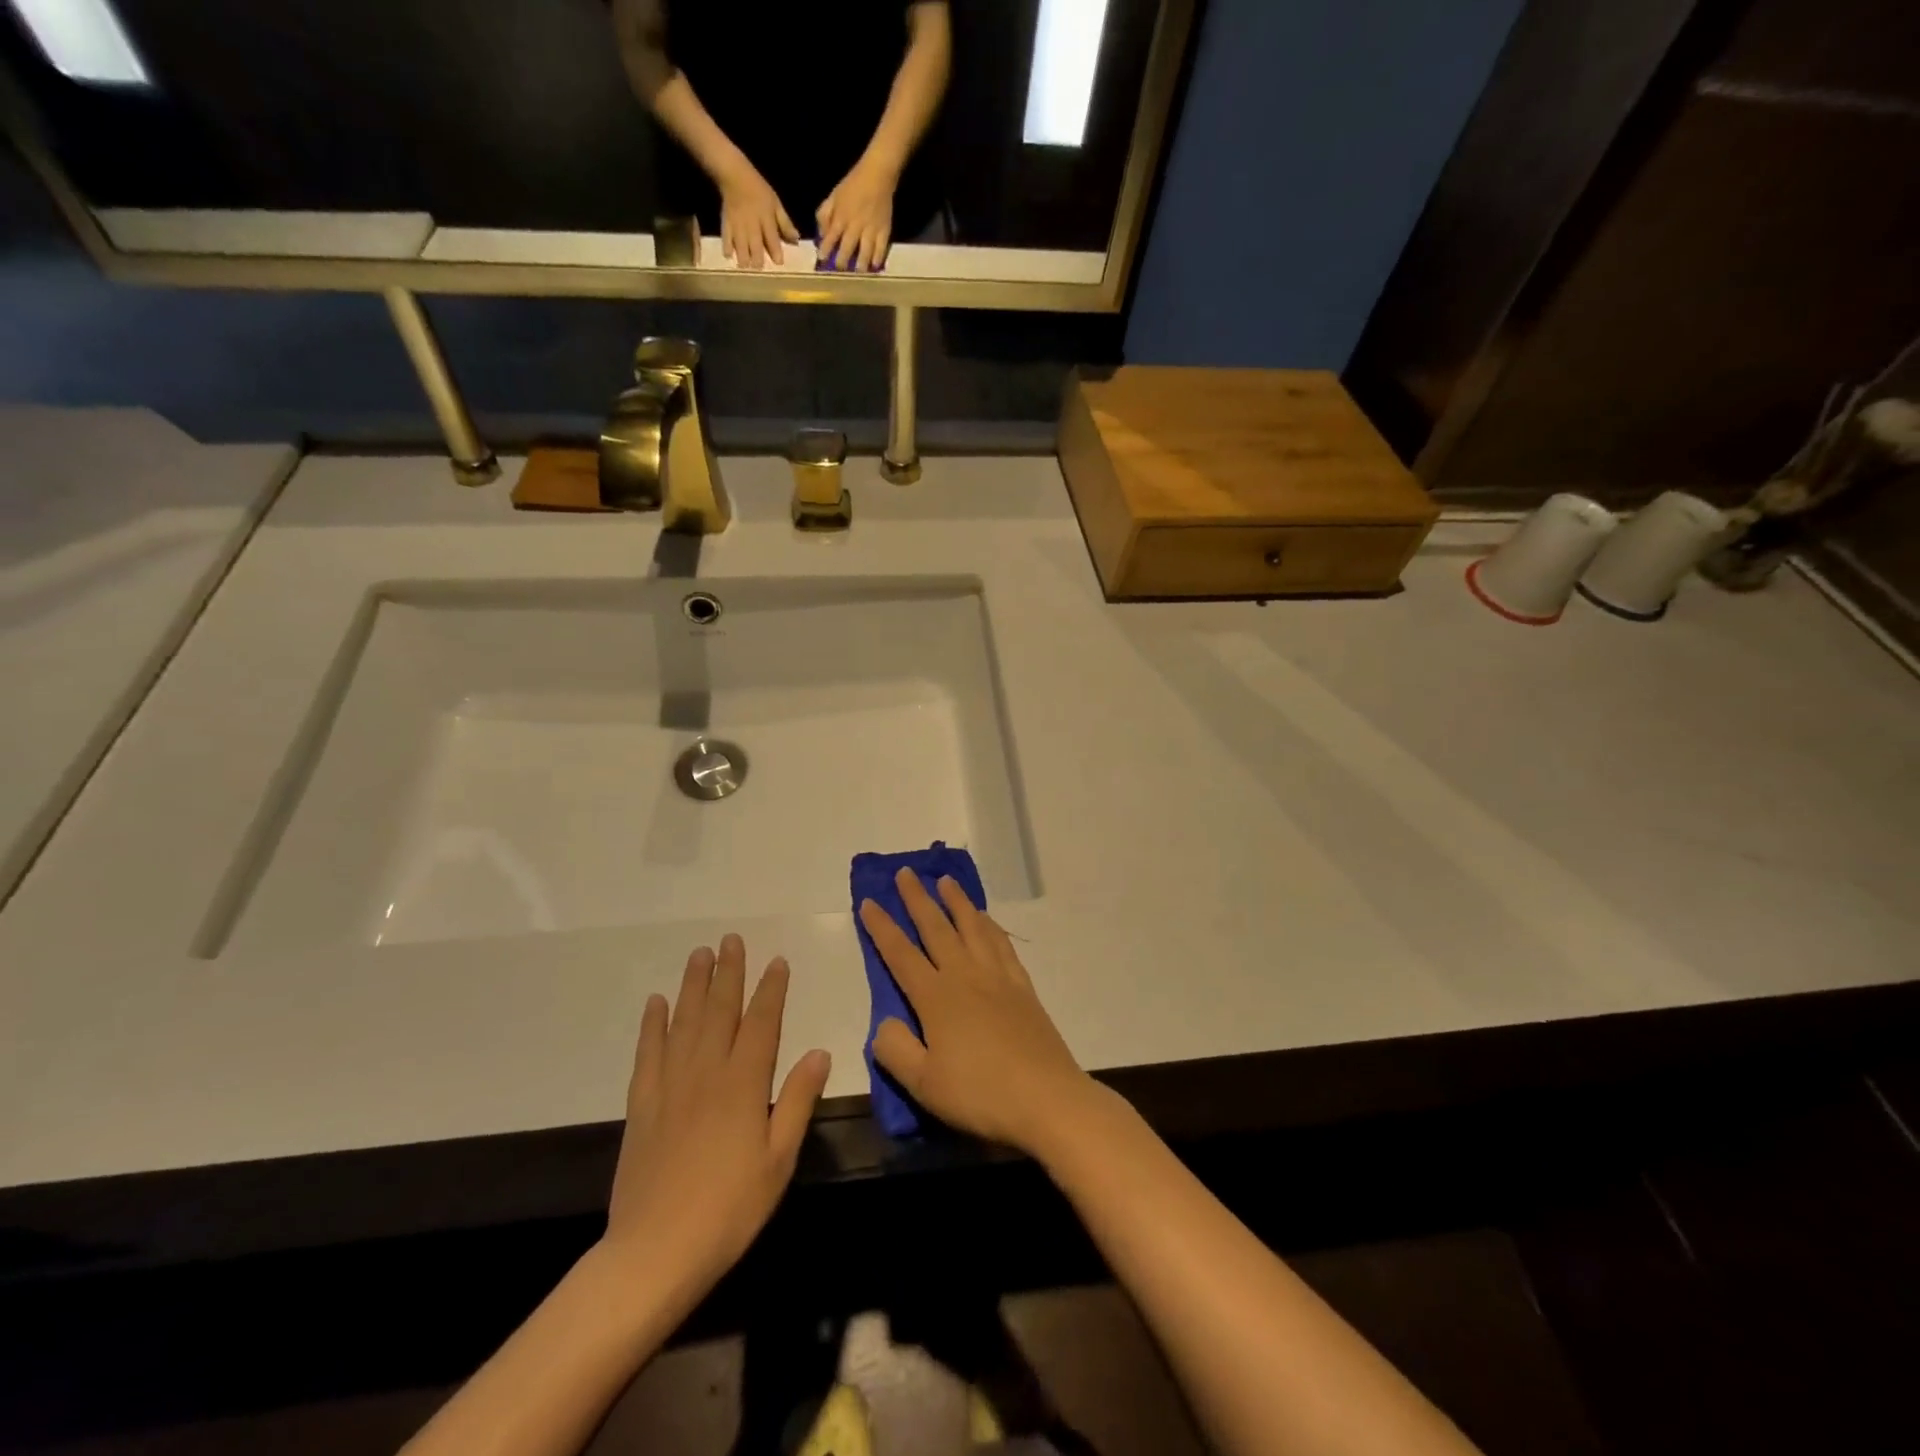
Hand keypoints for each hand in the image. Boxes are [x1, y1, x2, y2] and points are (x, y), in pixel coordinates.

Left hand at [603, 936, 830, 1295]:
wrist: (655, 1253)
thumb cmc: (730, 1209)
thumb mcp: (779, 1160)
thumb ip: (798, 1101)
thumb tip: (819, 1051)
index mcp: (744, 1084)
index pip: (762, 1023)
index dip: (771, 990)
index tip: (777, 961)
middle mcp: (707, 1072)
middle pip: (720, 1011)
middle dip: (729, 972)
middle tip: (731, 939)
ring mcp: (670, 1085)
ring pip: (684, 1022)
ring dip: (693, 985)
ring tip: (700, 954)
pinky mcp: (642, 1105)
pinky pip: (648, 1053)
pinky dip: (652, 1024)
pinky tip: (656, 1002)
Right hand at [717, 166, 797, 268]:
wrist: (734, 175)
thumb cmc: (759, 190)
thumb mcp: (776, 204)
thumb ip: (785, 223)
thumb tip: (796, 240)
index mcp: (766, 219)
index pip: (772, 239)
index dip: (776, 252)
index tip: (779, 262)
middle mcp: (752, 225)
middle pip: (755, 248)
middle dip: (758, 261)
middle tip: (760, 268)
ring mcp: (738, 225)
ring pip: (741, 248)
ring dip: (744, 259)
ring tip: (747, 266)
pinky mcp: (726, 223)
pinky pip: (726, 239)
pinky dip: (727, 248)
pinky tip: (730, 255)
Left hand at [816, 157, 897, 271]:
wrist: (877, 174)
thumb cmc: (853, 185)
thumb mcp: (834, 196)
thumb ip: (825, 214)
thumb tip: (822, 234)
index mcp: (841, 216)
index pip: (831, 236)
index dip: (825, 249)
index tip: (821, 259)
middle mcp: (855, 225)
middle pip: (847, 248)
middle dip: (842, 261)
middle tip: (839, 270)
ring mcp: (871, 229)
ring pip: (865, 251)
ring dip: (860, 264)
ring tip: (858, 272)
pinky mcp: (884, 230)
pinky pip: (881, 248)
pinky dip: (878, 258)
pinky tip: (874, 266)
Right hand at [859, 869, 1098, 1157]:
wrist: (1047, 1098)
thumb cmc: (980, 1094)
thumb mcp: (924, 1084)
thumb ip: (895, 1050)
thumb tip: (884, 1022)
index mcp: (936, 998)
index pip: (901, 954)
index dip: (882, 928)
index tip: (869, 901)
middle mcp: (965, 976)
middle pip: (937, 928)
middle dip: (917, 899)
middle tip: (906, 872)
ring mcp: (997, 978)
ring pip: (972, 927)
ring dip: (956, 901)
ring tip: (945, 880)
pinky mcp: (1022, 987)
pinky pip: (1001, 944)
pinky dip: (989, 925)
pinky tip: (985, 919)